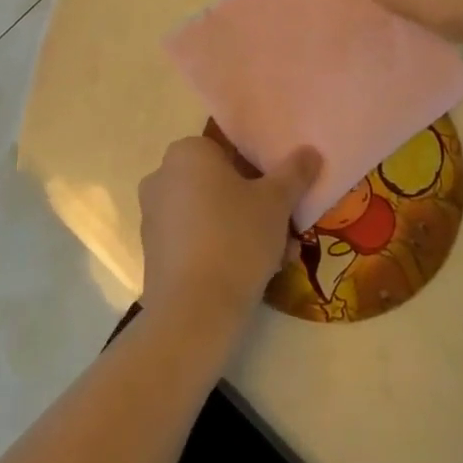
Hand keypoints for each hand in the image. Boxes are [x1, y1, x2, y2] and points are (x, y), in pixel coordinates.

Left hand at [138, 136, 319, 340]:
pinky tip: (251, 274)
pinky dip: (221, 249)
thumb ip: (294, 172)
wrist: (193, 313)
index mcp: (187, 152)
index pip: (230, 149)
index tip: (283, 196)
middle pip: (221, 183)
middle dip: (255, 204)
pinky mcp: (153, 252)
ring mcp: (153, 216)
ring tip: (277, 257)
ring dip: (243, 229)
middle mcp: (162, 176)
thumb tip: (310, 152)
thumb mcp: (276, 202)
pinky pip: (196, 239)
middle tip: (285, 228)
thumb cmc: (236, 239)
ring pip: (211, 213)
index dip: (261, 170)